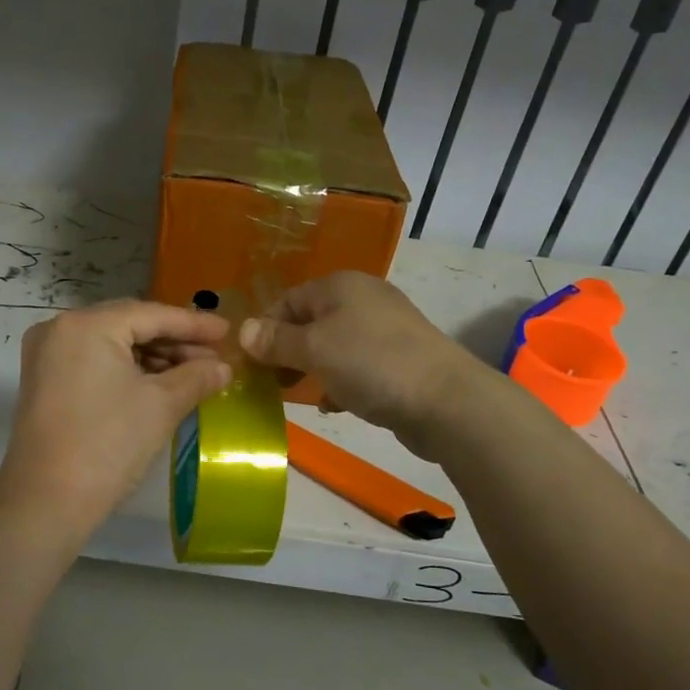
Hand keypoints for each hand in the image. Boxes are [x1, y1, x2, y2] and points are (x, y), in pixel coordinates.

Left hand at [0, 300, 231, 551]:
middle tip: (214, 355)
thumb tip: (224, 367)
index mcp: (87, 325)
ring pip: (112, 343)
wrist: (46, 502)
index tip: (227, 330)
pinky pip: (95, 360)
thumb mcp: (161, 406)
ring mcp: (47, 354)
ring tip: (193, 373)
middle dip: (174, 340)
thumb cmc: (108, 446)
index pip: (151, 314)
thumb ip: (196, 377)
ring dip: (153, 356)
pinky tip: (159, 382)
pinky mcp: (45, 379)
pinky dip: (127, 368)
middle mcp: (61, 328)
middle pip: (130, 324)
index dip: (194, 324)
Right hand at [239, 272, 482, 455]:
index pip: (288, 300)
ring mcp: (385, 329)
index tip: (253, 363)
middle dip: (288, 352)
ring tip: (301, 395)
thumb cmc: (371, 364)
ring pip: (333, 346)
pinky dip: (341, 382)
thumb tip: (242, 330)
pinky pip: (357, 366)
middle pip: (311, 322)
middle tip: (273, 382)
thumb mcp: (314, 349)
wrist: (446, 400)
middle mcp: (363, 299)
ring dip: (313, 369)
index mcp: (340, 285)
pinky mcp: (400, 359)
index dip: (266, 329)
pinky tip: (335, 405)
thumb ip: (275, 340)